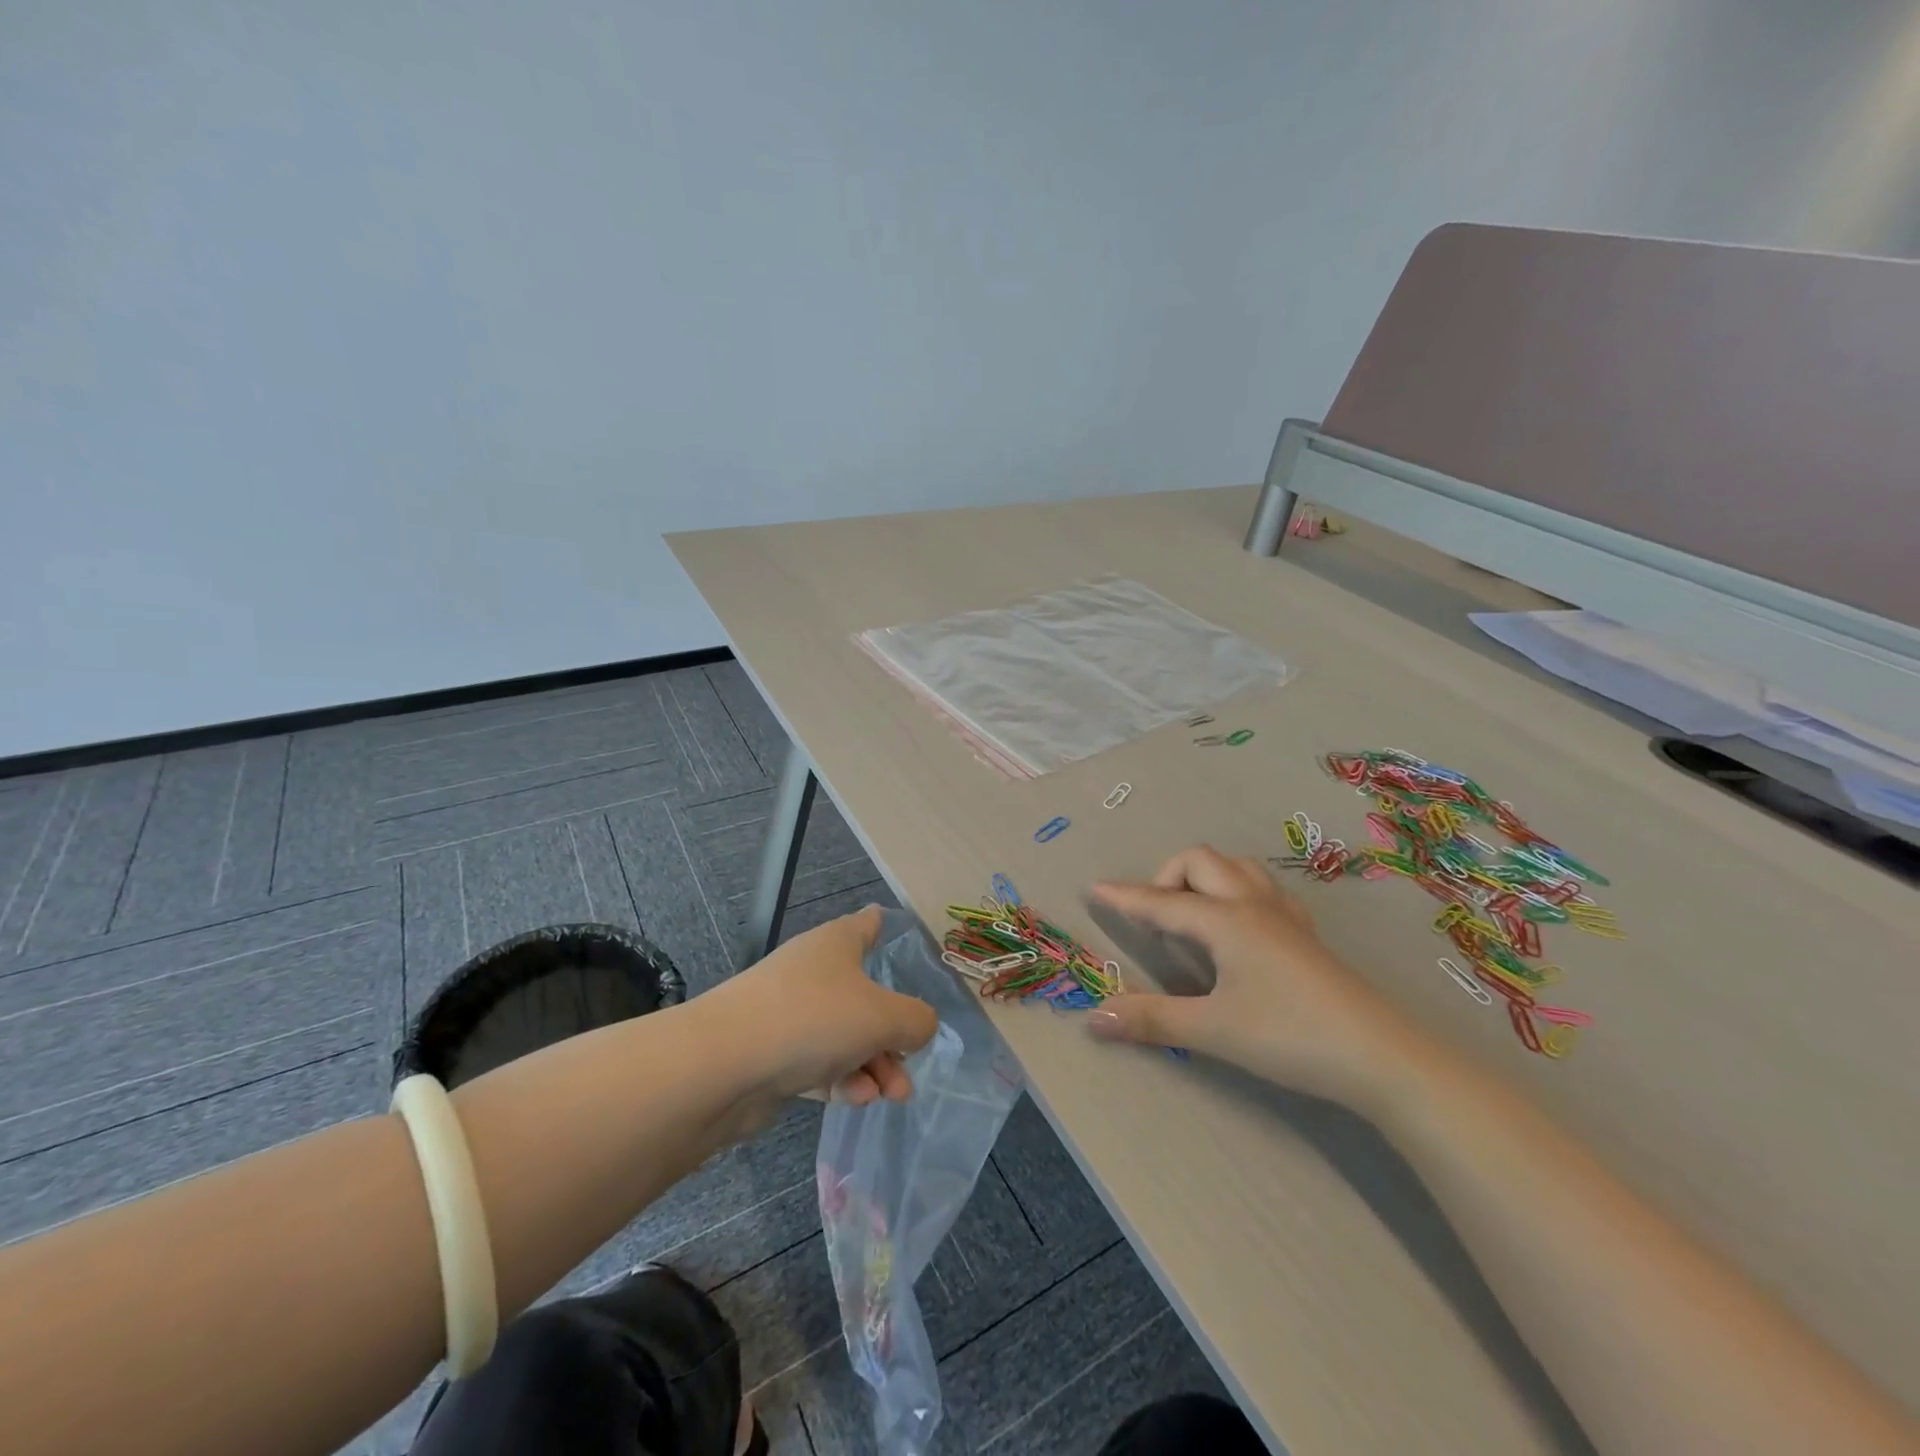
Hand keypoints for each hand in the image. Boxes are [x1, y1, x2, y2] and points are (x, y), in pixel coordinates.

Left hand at [714, 906, 938, 1106]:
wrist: (725, 1064)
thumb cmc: (813, 1018)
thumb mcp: (883, 1016)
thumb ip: (916, 1020)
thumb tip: (921, 1026)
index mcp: (838, 944)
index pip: (867, 924)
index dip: (885, 927)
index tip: (896, 934)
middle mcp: (814, 972)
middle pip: (865, 996)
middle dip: (893, 1033)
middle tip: (909, 1065)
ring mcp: (790, 1013)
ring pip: (845, 1036)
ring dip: (873, 1064)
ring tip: (891, 1095)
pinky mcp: (773, 1054)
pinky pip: (819, 1064)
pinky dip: (840, 1080)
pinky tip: (855, 1100)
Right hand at [1090, 846, 1424, 1107]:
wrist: (1382, 1056)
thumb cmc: (1290, 1036)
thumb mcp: (1214, 1030)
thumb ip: (1152, 1019)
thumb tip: (1094, 1015)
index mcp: (1226, 920)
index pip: (1162, 901)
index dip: (1125, 896)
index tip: (1094, 887)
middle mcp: (1253, 905)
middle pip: (1201, 862)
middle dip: (1167, 877)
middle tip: (1155, 920)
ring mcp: (1285, 916)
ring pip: (1237, 868)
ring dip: (1206, 878)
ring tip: (1193, 916)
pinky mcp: (1307, 935)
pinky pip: (1264, 890)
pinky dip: (1237, 892)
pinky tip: (1240, 928)